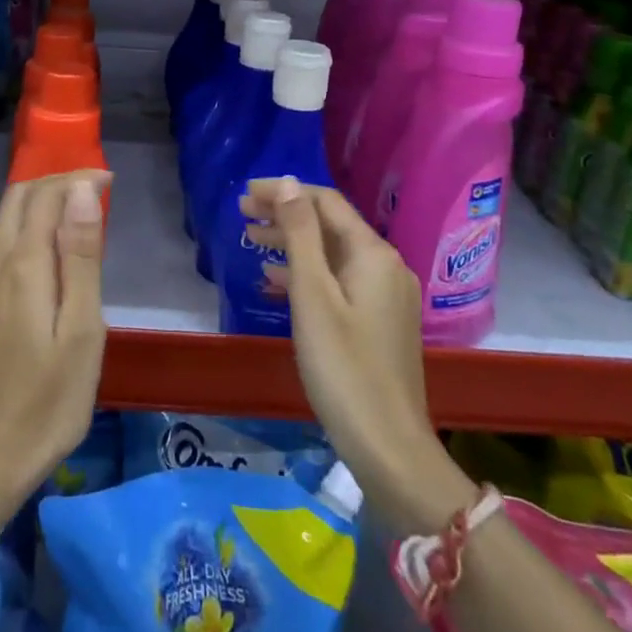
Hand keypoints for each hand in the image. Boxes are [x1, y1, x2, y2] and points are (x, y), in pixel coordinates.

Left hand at [0, 171, 110, 497]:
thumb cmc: (50, 398)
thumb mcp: (81, 329)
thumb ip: (81, 256)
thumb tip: (81, 191)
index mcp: (22, 265)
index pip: (45, 195)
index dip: (77, 178)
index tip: (110, 180)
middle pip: (18, 199)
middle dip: (55, 181)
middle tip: (95, 190)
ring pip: (5, 219)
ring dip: (40, 201)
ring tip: (79, 213)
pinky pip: (1, 243)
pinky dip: (28, 226)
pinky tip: (51, 251)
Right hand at [242, 177, 473, 531]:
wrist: (389, 449)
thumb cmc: (343, 367)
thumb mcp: (313, 296)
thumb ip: (300, 235)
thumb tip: (289, 183)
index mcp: (373, 254)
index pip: (325, 202)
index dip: (284, 192)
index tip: (245, 194)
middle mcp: (385, 266)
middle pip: (329, 225)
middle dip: (285, 215)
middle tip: (242, 214)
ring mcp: (385, 296)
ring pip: (331, 254)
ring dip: (292, 243)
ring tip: (251, 240)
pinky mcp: (378, 322)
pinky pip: (338, 281)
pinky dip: (306, 274)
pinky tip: (276, 281)